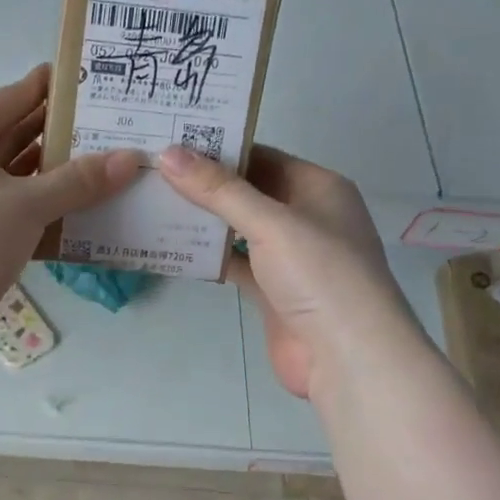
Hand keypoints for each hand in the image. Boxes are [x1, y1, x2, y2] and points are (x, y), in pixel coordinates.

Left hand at [0, 65, 144, 352]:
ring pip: (11, 181)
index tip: (79, 76)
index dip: (42, 88)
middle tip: (101, 122)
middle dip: (53, 133)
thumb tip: (132, 158)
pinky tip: (78, 208)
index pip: (4, 102)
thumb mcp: (28, 203)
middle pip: (8, 140)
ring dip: (50, 175)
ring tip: (100, 162)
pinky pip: (10, 214)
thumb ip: (80, 180)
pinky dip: (40, 210)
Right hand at [158, 144, 394, 399]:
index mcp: (318, 188)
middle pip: (248, 192)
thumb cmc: (320, 275)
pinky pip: (235, 263)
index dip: (218, 148)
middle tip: (151, 170)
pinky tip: (172, 247)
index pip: (262, 156)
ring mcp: (289, 257)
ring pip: (239, 229)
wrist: (348, 357)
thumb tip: (168, 154)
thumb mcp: (271, 223)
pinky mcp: (272, 291)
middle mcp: (305, 216)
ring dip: (203, 220)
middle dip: (204, 184)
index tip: (170, 142)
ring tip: (152, 202)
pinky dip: (208, 257)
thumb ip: (219, 190)